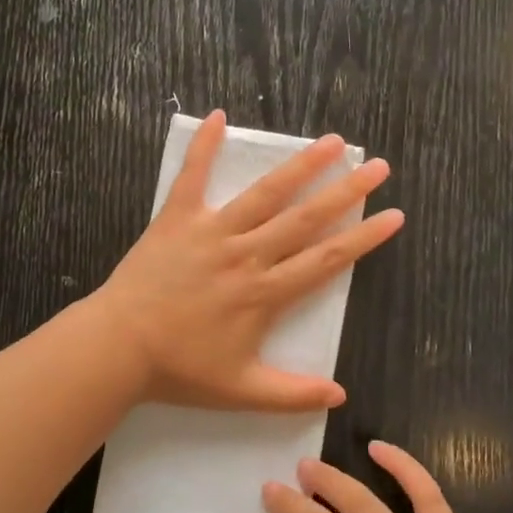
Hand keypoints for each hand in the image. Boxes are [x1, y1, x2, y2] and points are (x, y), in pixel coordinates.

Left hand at [92, 110, 403, 411]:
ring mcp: (212, 232)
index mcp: (264, 293)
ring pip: (264, 194)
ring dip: (300, 166)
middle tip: (377, 166)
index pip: (326, 260)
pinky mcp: (177, 219)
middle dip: (346, 192)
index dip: (364, 238)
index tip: (394, 215)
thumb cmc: (179, 369)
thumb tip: (340, 396)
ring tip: (332, 142)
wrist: (118, 348)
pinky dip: (204, 146)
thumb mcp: (241, 391)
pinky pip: (192, 176)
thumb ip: (292, 393)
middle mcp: (246, 254)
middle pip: (305, 219)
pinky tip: (219, 116)